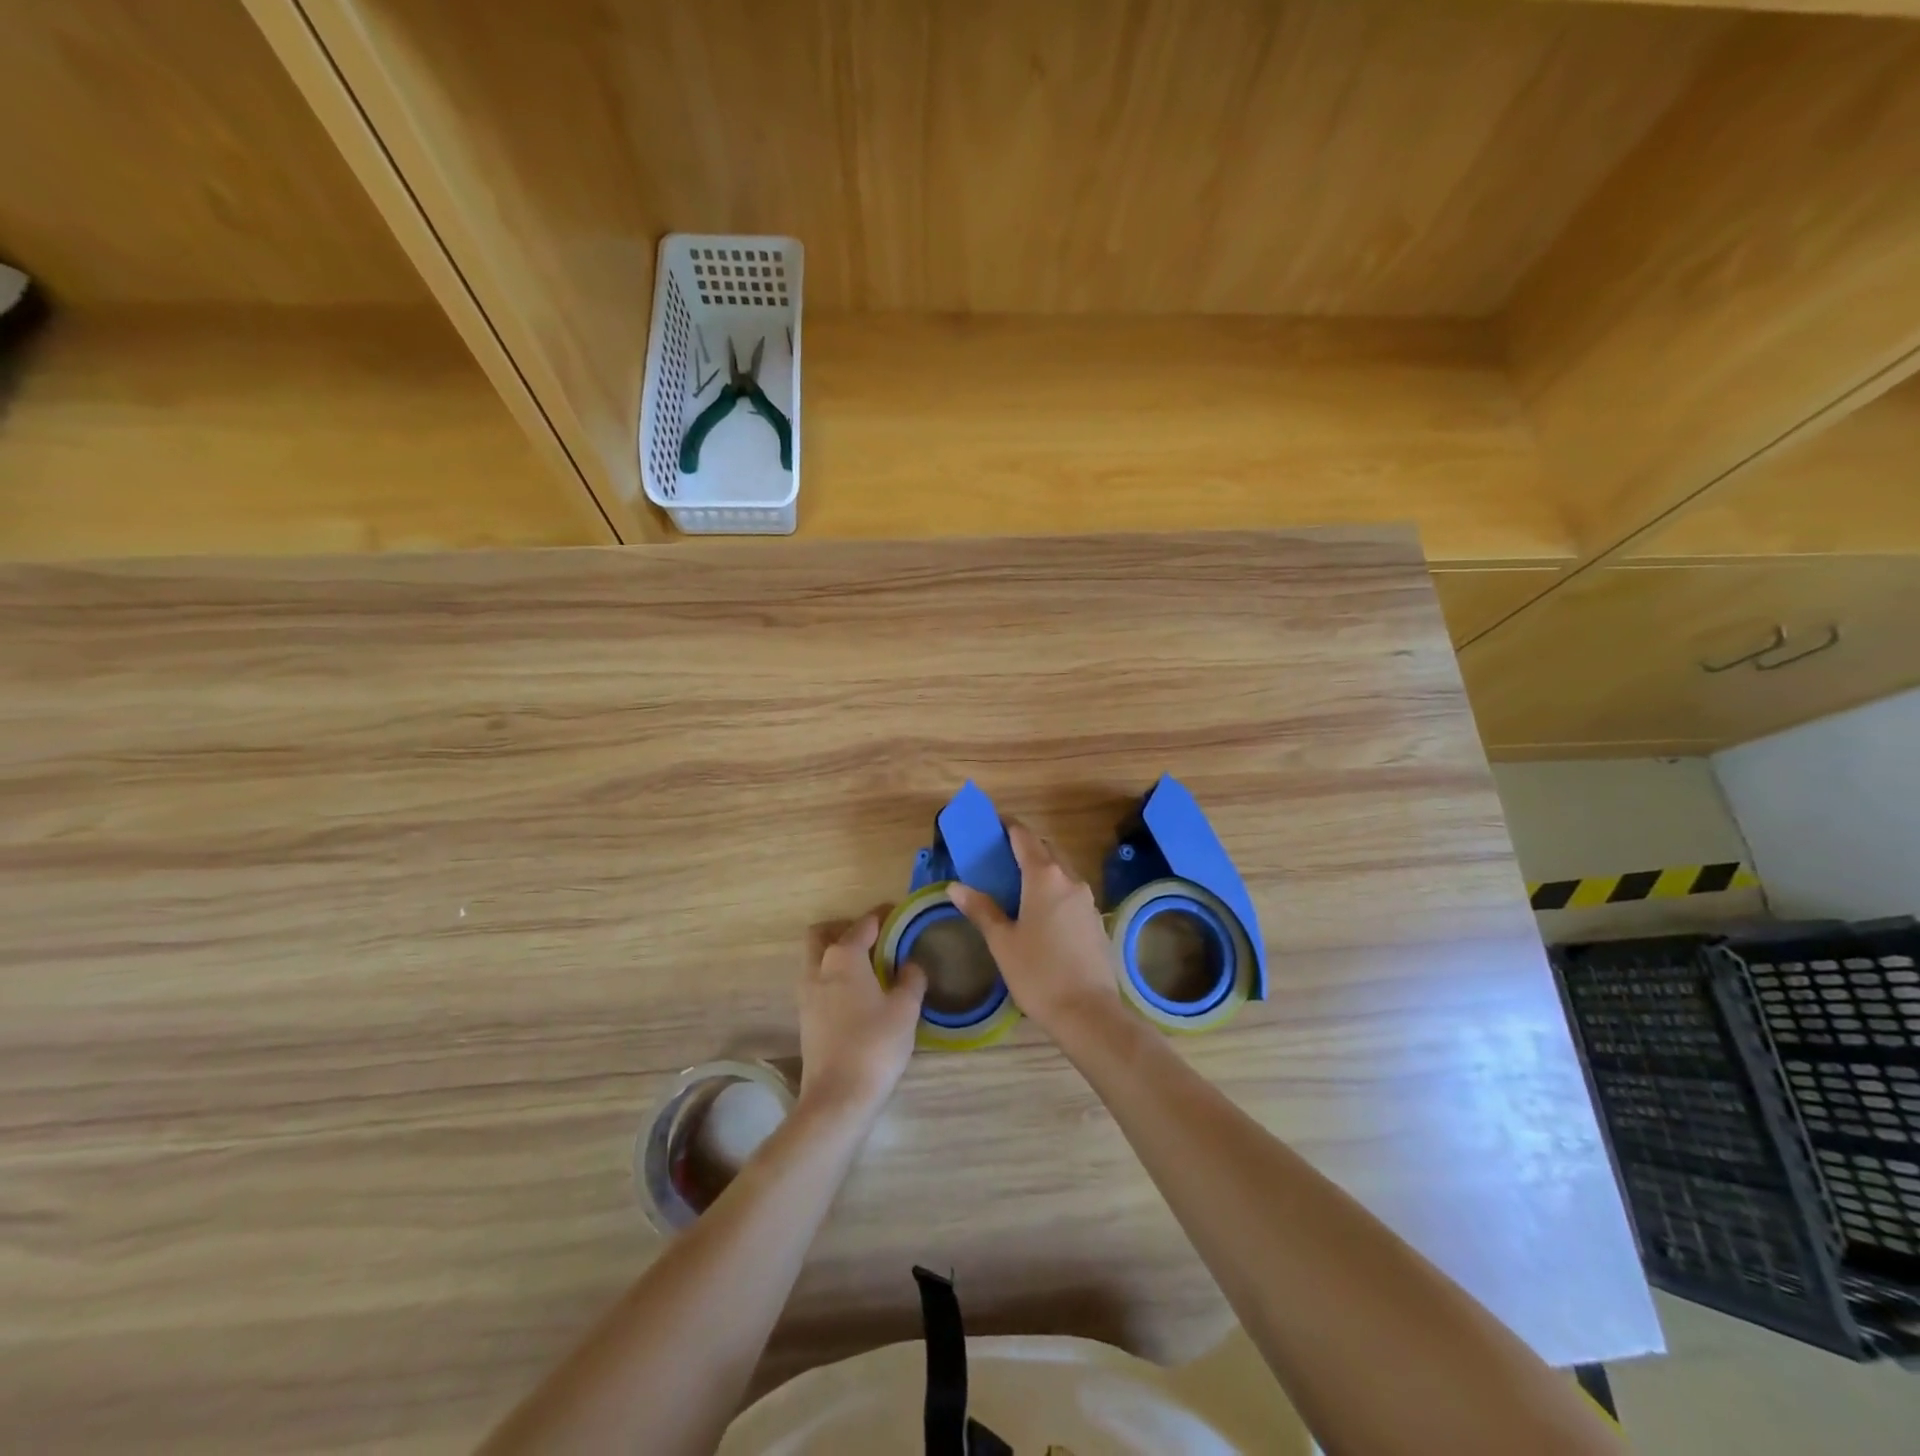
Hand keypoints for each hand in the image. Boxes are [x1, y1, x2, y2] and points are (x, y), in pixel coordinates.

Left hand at [797, 914, 925, 1123]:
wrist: (838, 1097)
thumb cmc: (875, 1045)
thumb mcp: (905, 1009)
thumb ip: (911, 979)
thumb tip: (911, 964)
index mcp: (843, 957)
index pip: (863, 924)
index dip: (882, 916)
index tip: (898, 913)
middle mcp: (819, 968)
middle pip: (823, 934)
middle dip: (845, 928)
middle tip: (874, 938)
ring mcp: (807, 994)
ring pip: (816, 958)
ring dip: (836, 953)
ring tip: (869, 966)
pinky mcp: (805, 1017)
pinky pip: (818, 981)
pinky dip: (834, 976)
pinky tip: (858, 993)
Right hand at [948, 824, 1122, 1037]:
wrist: (1088, 1012)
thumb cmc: (1038, 974)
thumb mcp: (1002, 942)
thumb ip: (981, 909)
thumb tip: (956, 887)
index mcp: (1044, 878)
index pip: (1025, 838)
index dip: (1009, 827)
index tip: (994, 823)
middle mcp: (1070, 880)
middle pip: (1047, 850)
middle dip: (1026, 846)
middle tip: (1002, 854)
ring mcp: (1087, 900)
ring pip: (1063, 871)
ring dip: (1043, 867)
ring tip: (1019, 882)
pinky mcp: (1096, 920)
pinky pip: (1072, 892)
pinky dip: (1055, 888)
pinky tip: (1042, 911)